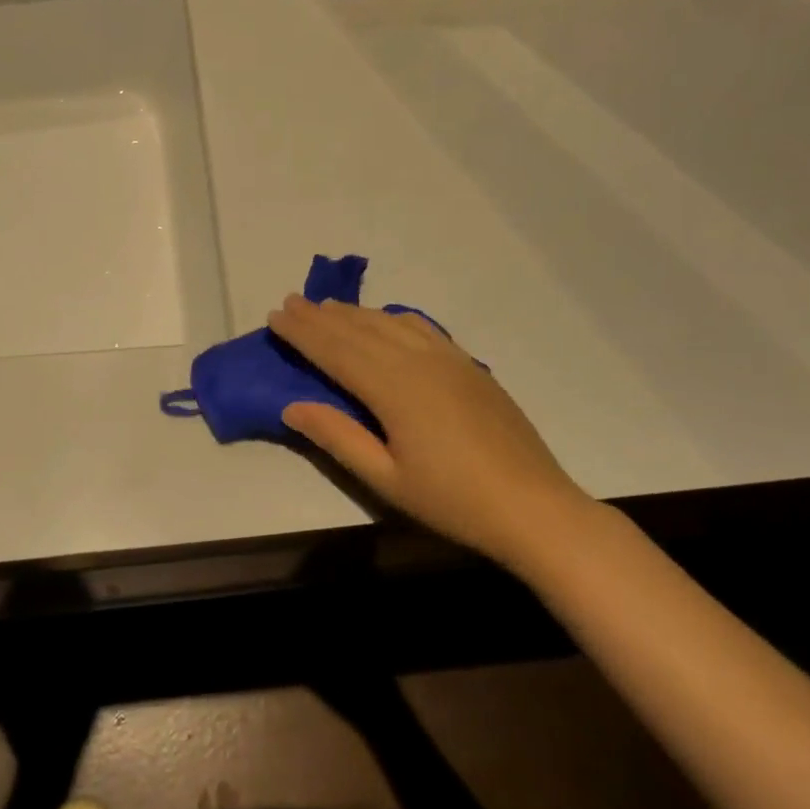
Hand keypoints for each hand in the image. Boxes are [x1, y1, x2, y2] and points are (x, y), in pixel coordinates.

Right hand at [268, 296, 591, 567]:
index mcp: (394, 388)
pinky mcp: (469, 366)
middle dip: (321, 316)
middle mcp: (419, 362)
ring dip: (354, 313)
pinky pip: (423, 328)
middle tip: (290, 301)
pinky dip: (393, 318)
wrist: (534, 507)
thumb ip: (337, 438)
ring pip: (390, 324)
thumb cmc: (453, 501)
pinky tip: (386, 319)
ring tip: (326, 306)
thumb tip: (292, 406)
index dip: (303, 333)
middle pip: (359, 330)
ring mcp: (448, 359)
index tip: (275, 316)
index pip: (336, 351)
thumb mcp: (386, 479)